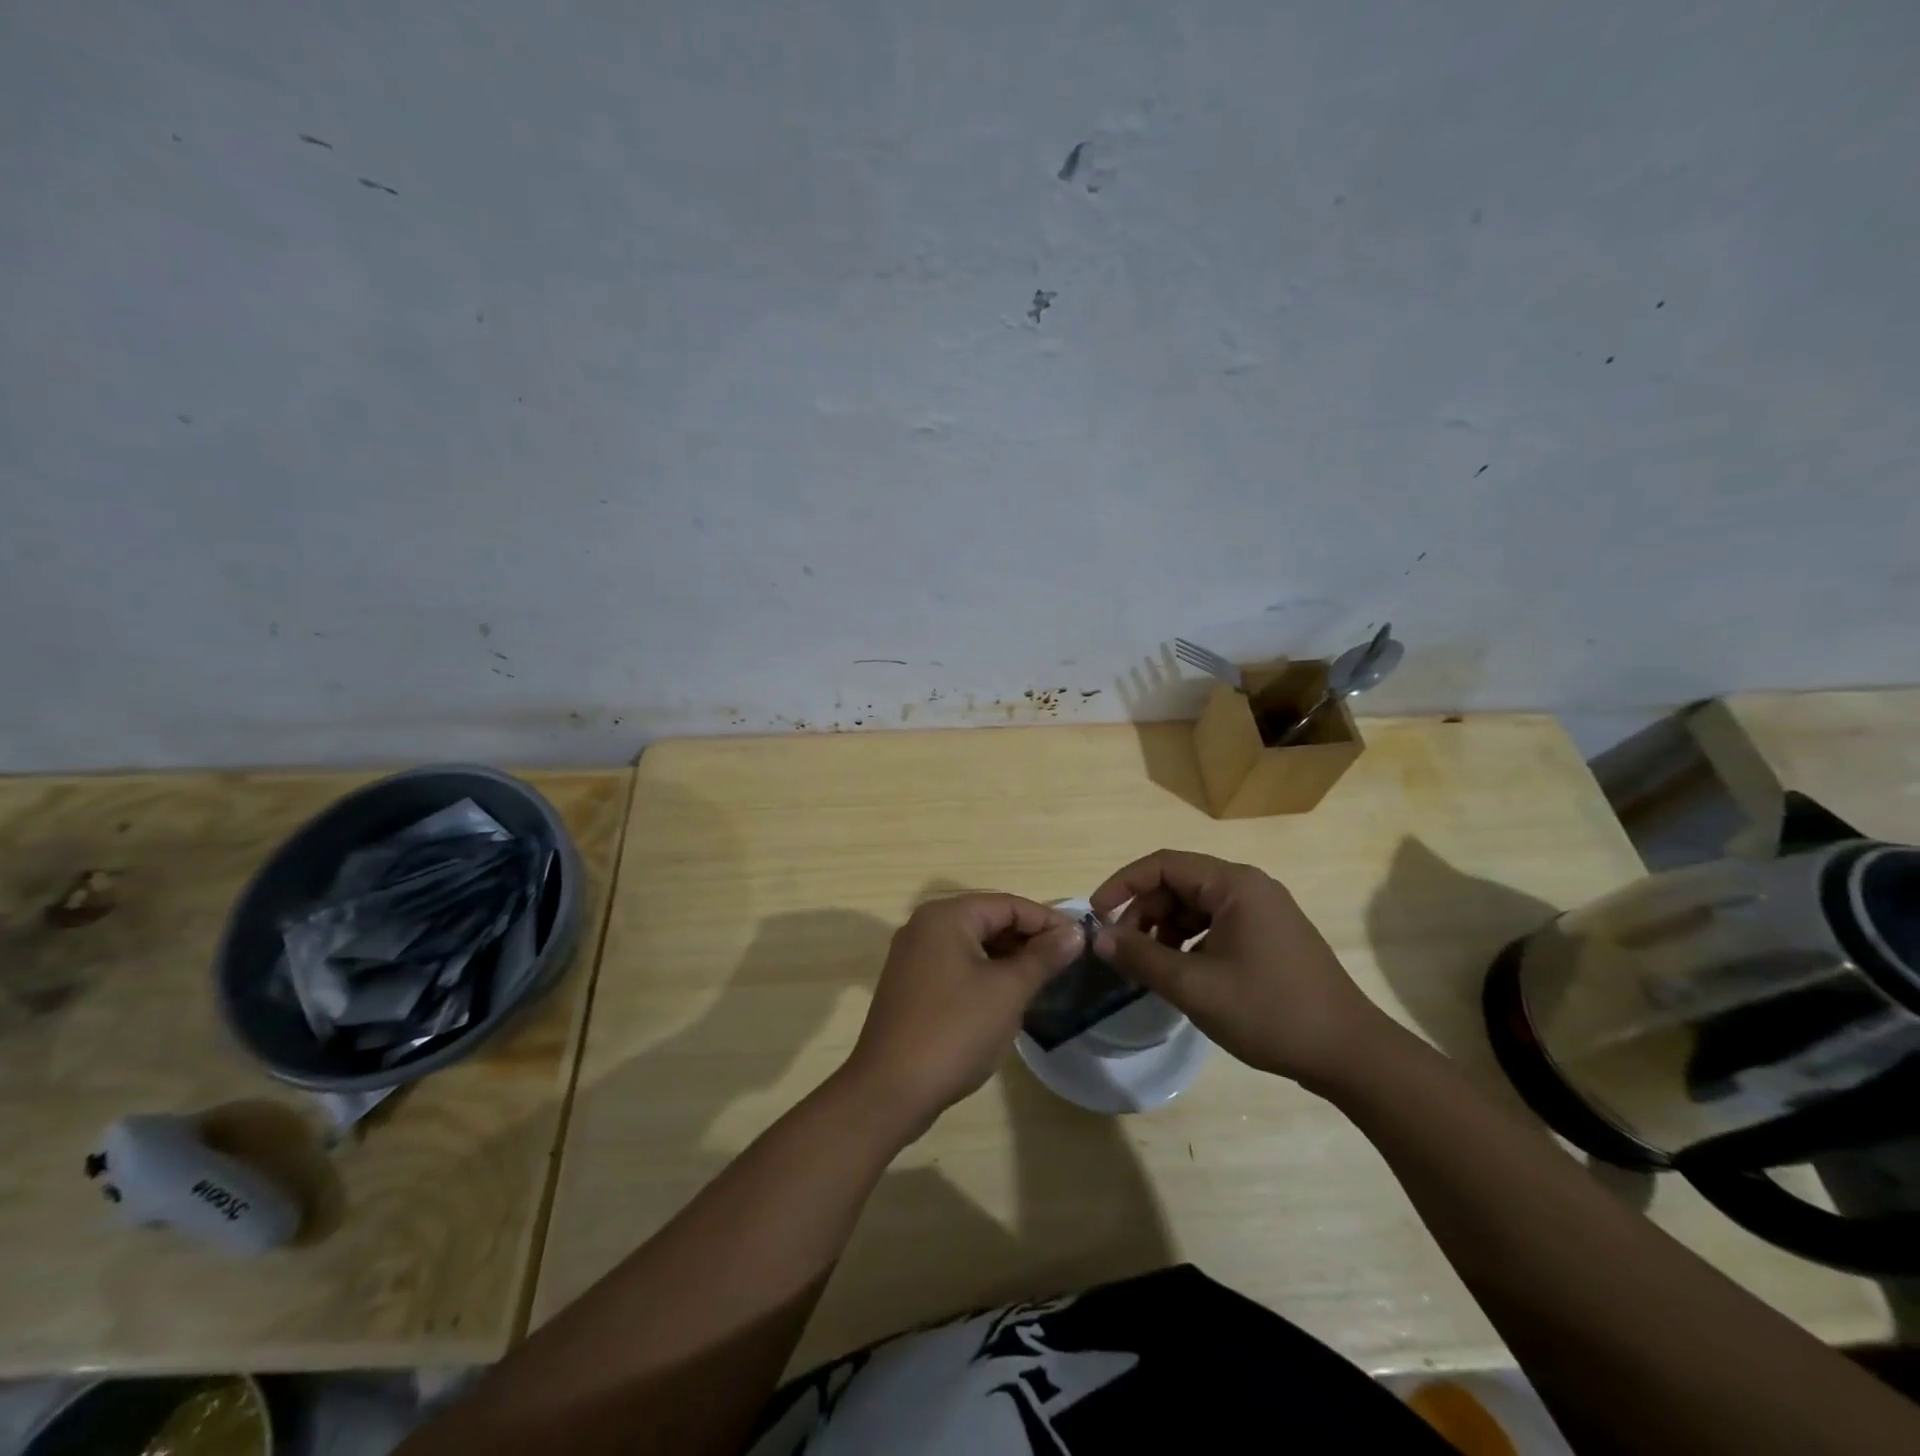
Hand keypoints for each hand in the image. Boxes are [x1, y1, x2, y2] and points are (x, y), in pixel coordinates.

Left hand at [842, 894, 1084, 1137]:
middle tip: (1066, 963)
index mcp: (946, 917)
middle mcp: (925, 926)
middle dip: (1028, 939)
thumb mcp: (1008, 991)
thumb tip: (1075, 932)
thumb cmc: (955, 1031)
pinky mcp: (910, 984)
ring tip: (1044, 980)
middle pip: (988, 919)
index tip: (1081, 943)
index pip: (1008, 904)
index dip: (1047, 921)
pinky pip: (956, 965)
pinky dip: (985, 973)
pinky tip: (1008, 997)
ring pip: (973, 944)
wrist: (890, 1090)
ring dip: (1008, 957)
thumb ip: (1044, 957)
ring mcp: (913, 956)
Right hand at [1090, 850, 1392, 1089]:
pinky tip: (1181, 974)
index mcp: (1234, 885)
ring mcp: (1263, 912)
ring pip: (1195, 906)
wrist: (1350, 1053)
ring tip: (1148, 967)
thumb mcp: (1195, 986)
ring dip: (1164, 930)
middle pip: (1179, 884)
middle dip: (1143, 913)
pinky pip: (1215, 925)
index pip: (1163, 865)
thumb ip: (1142, 957)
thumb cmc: (1269, 1011)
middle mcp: (1249, 887)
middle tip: (1121, 951)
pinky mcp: (1269, 936)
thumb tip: (1099, 937)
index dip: (1123, 884)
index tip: (1096, 915)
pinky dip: (1189, 942)